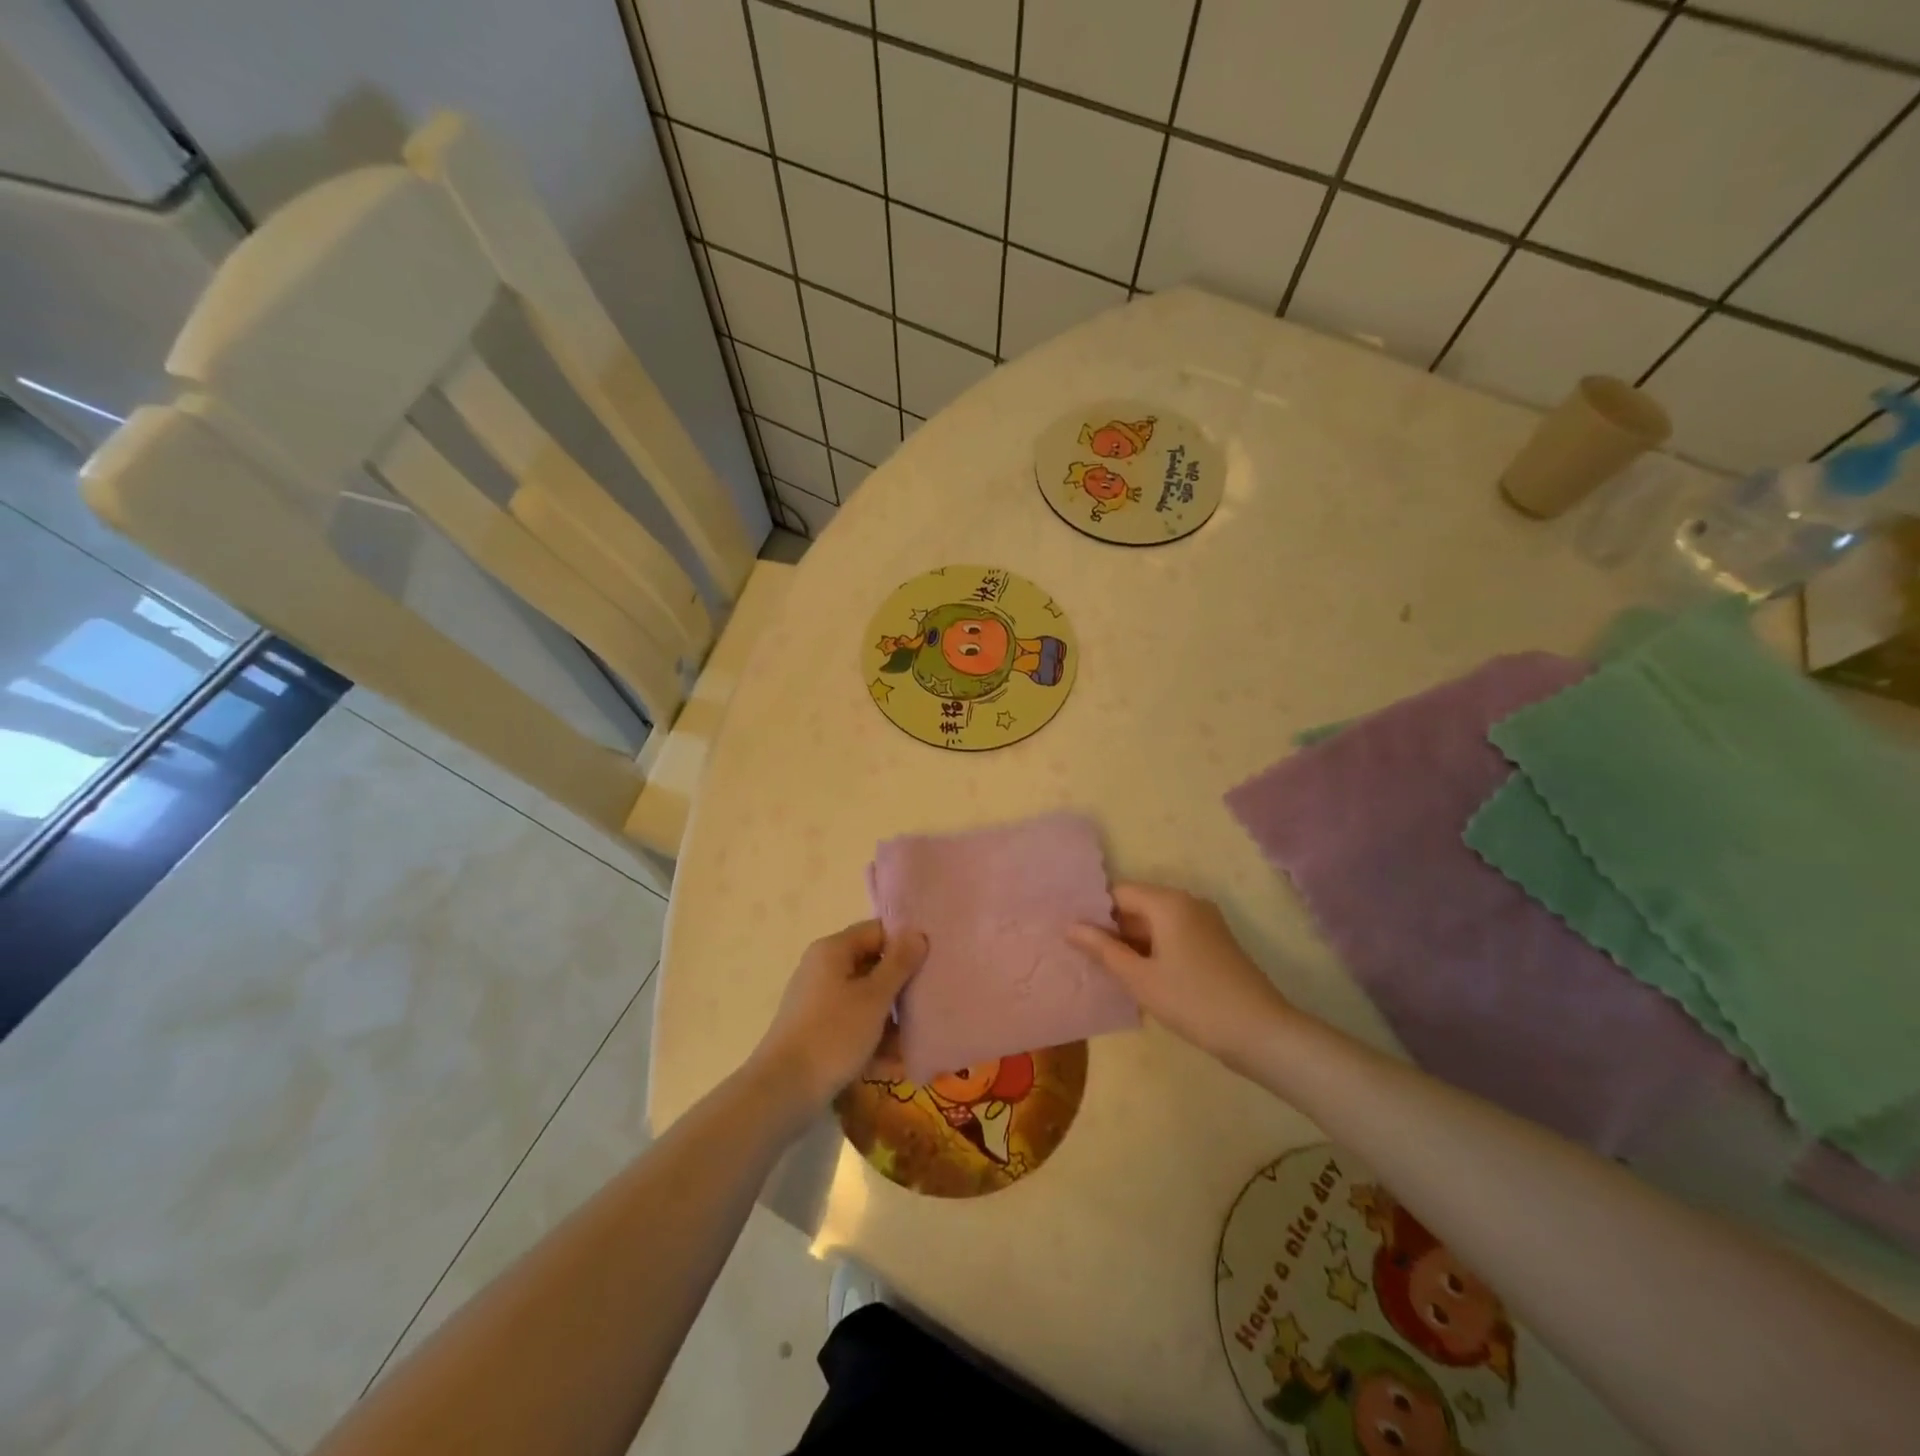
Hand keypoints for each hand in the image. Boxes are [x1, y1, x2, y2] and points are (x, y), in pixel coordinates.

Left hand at [750, 920, 927, 1109]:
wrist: (783, 1091)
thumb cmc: (833, 1034)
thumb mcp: (874, 997)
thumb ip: (899, 964)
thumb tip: (917, 933)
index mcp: (833, 951)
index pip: (877, 932)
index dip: (906, 943)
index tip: (934, 961)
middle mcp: (823, 970)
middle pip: (872, 966)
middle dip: (902, 986)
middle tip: (933, 1000)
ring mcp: (819, 1002)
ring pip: (865, 1000)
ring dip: (892, 1019)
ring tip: (920, 1038)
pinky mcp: (818, 1032)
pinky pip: (854, 1026)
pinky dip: (873, 1040)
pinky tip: (897, 1064)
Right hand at [1068, 883, 1293, 1070]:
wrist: (1260, 1032)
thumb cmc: (1193, 1001)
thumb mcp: (1140, 978)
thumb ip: (1102, 949)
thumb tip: (1070, 927)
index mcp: (1168, 902)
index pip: (1118, 892)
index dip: (1093, 911)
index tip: (1070, 933)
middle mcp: (1187, 902)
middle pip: (1137, 905)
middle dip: (1110, 928)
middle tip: (1080, 954)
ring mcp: (1204, 922)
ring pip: (1154, 923)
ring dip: (1130, 943)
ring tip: (1102, 967)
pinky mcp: (1214, 943)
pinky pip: (1172, 936)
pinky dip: (1152, 950)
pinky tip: (1137, 976)